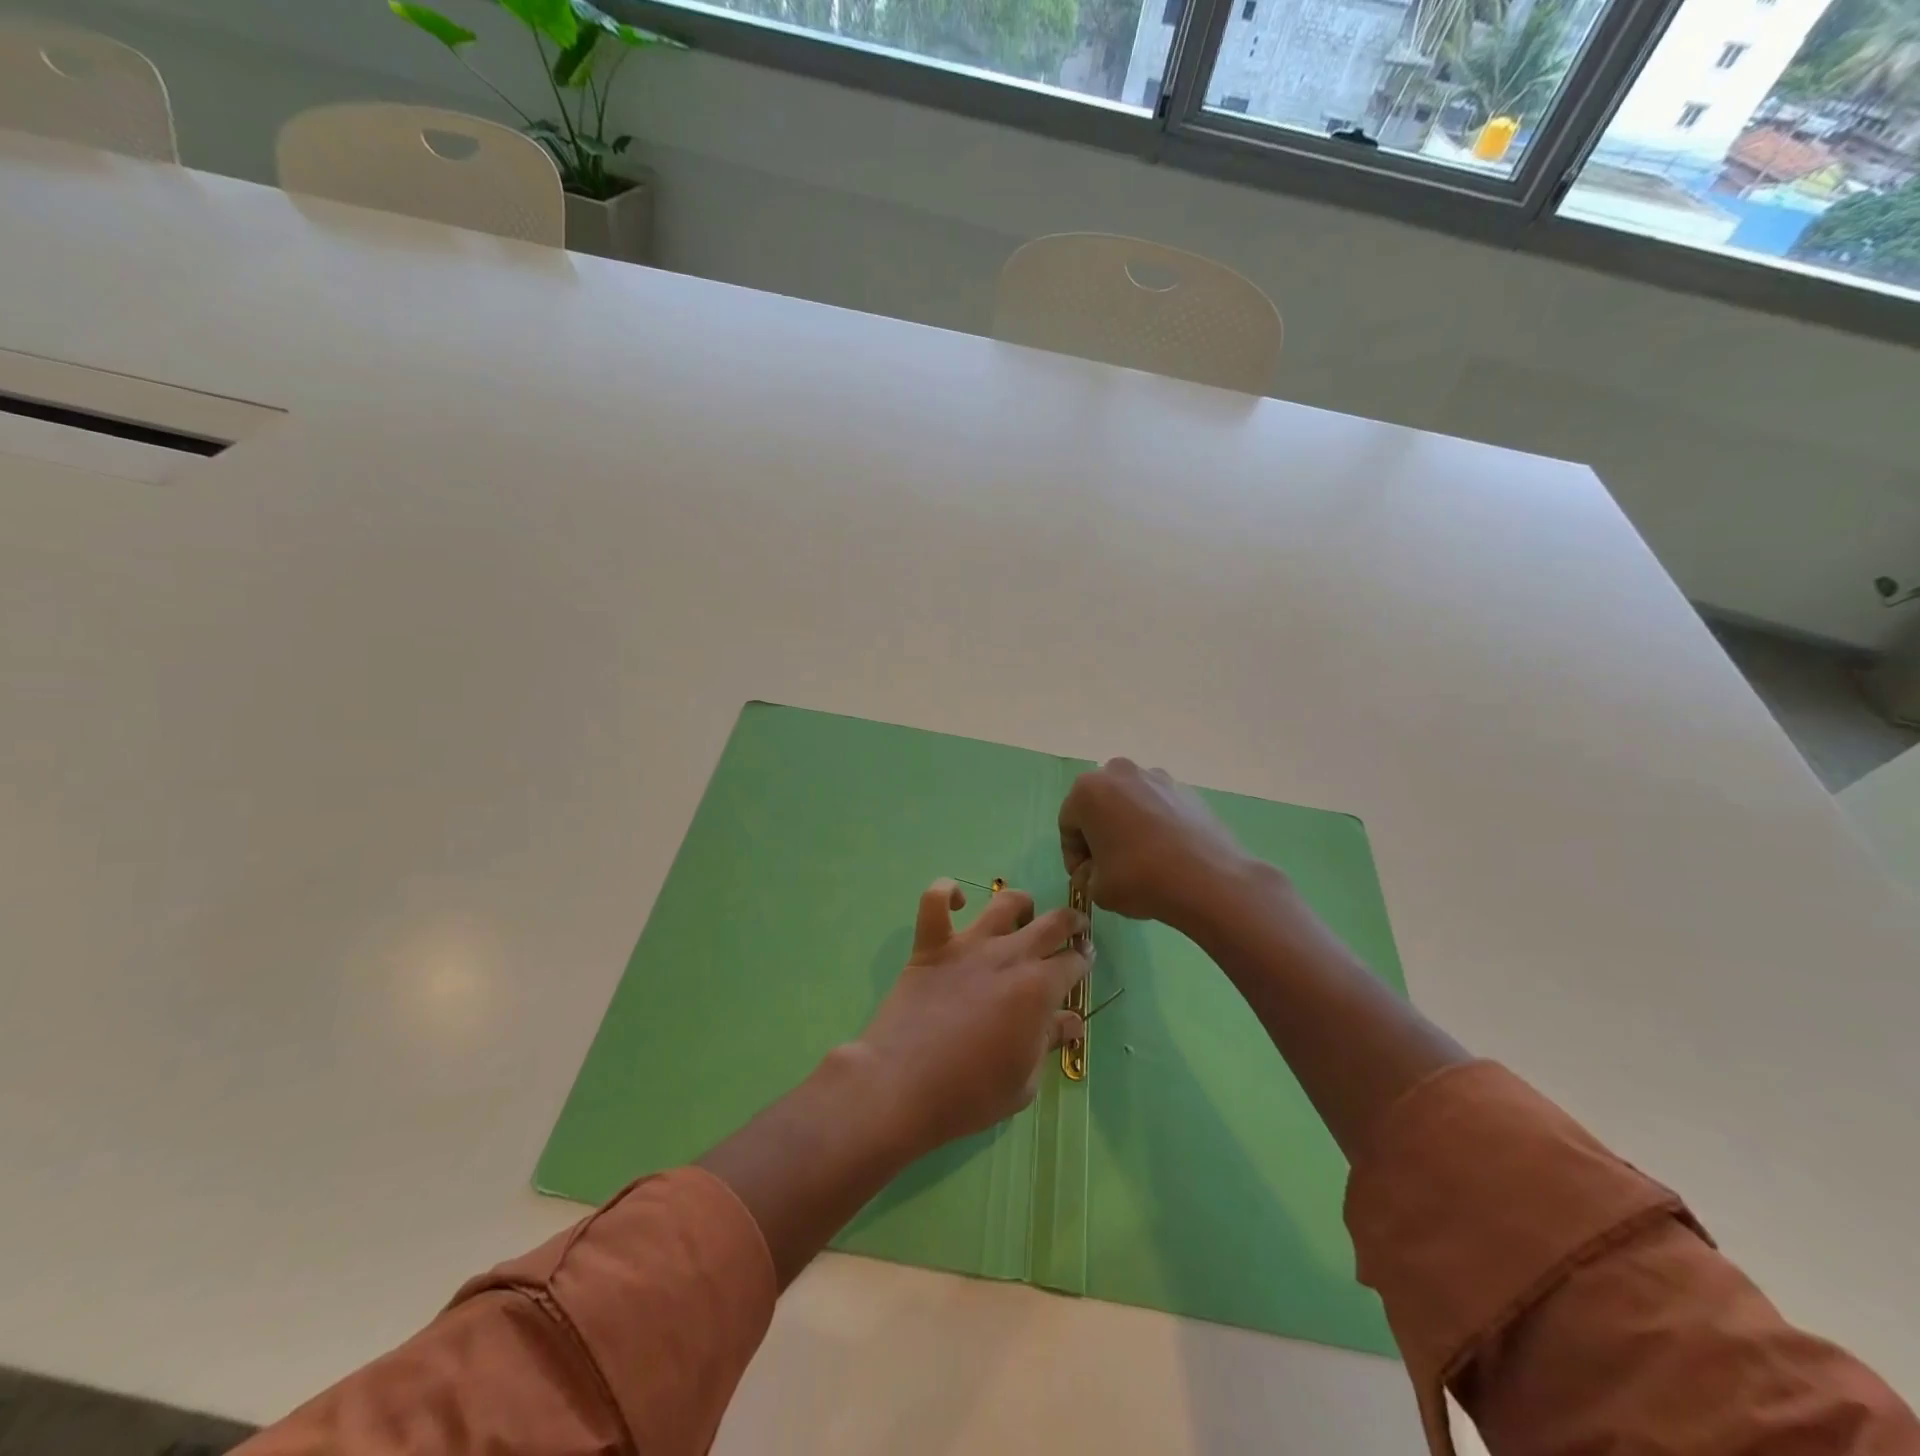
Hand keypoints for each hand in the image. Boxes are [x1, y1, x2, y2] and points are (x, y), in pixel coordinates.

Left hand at [855, 879, 1088, 1154]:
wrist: (902, 1086)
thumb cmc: (970, 1094)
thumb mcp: (1024, 1081)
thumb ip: (1048, 1041)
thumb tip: (1072, 1020)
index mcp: (1039, 988)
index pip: (1074, 962)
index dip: (1084, 961)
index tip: (1084, 963)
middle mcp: (1009, 956)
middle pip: (1052, 922)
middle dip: (1072, 922)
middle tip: (1074, 929)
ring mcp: (968, 946)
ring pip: (1004, 902)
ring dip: (1021, 903)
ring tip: (1022, 915)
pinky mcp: (930, 945)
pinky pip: (935, 900)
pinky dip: (946, 892)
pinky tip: (957, 901)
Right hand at [1059, 758, 1263, 930]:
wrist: (1208, 880)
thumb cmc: (1139, 878)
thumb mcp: (1096, 888)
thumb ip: (1085, 876)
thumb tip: (1092, 871)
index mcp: (1087, 790)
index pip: (1068, 823)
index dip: (1073, 854)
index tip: (1085, 877)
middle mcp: (1119, 773)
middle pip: (1098, 806)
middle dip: (1099, 833)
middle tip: (1108, 865)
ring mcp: (1156, 777)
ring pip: (1129, 803)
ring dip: (1127, 826)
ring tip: (1140, 859)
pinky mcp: (1185, 790)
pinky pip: (1158, 806)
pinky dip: (1155, 824)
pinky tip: (1165, 854)